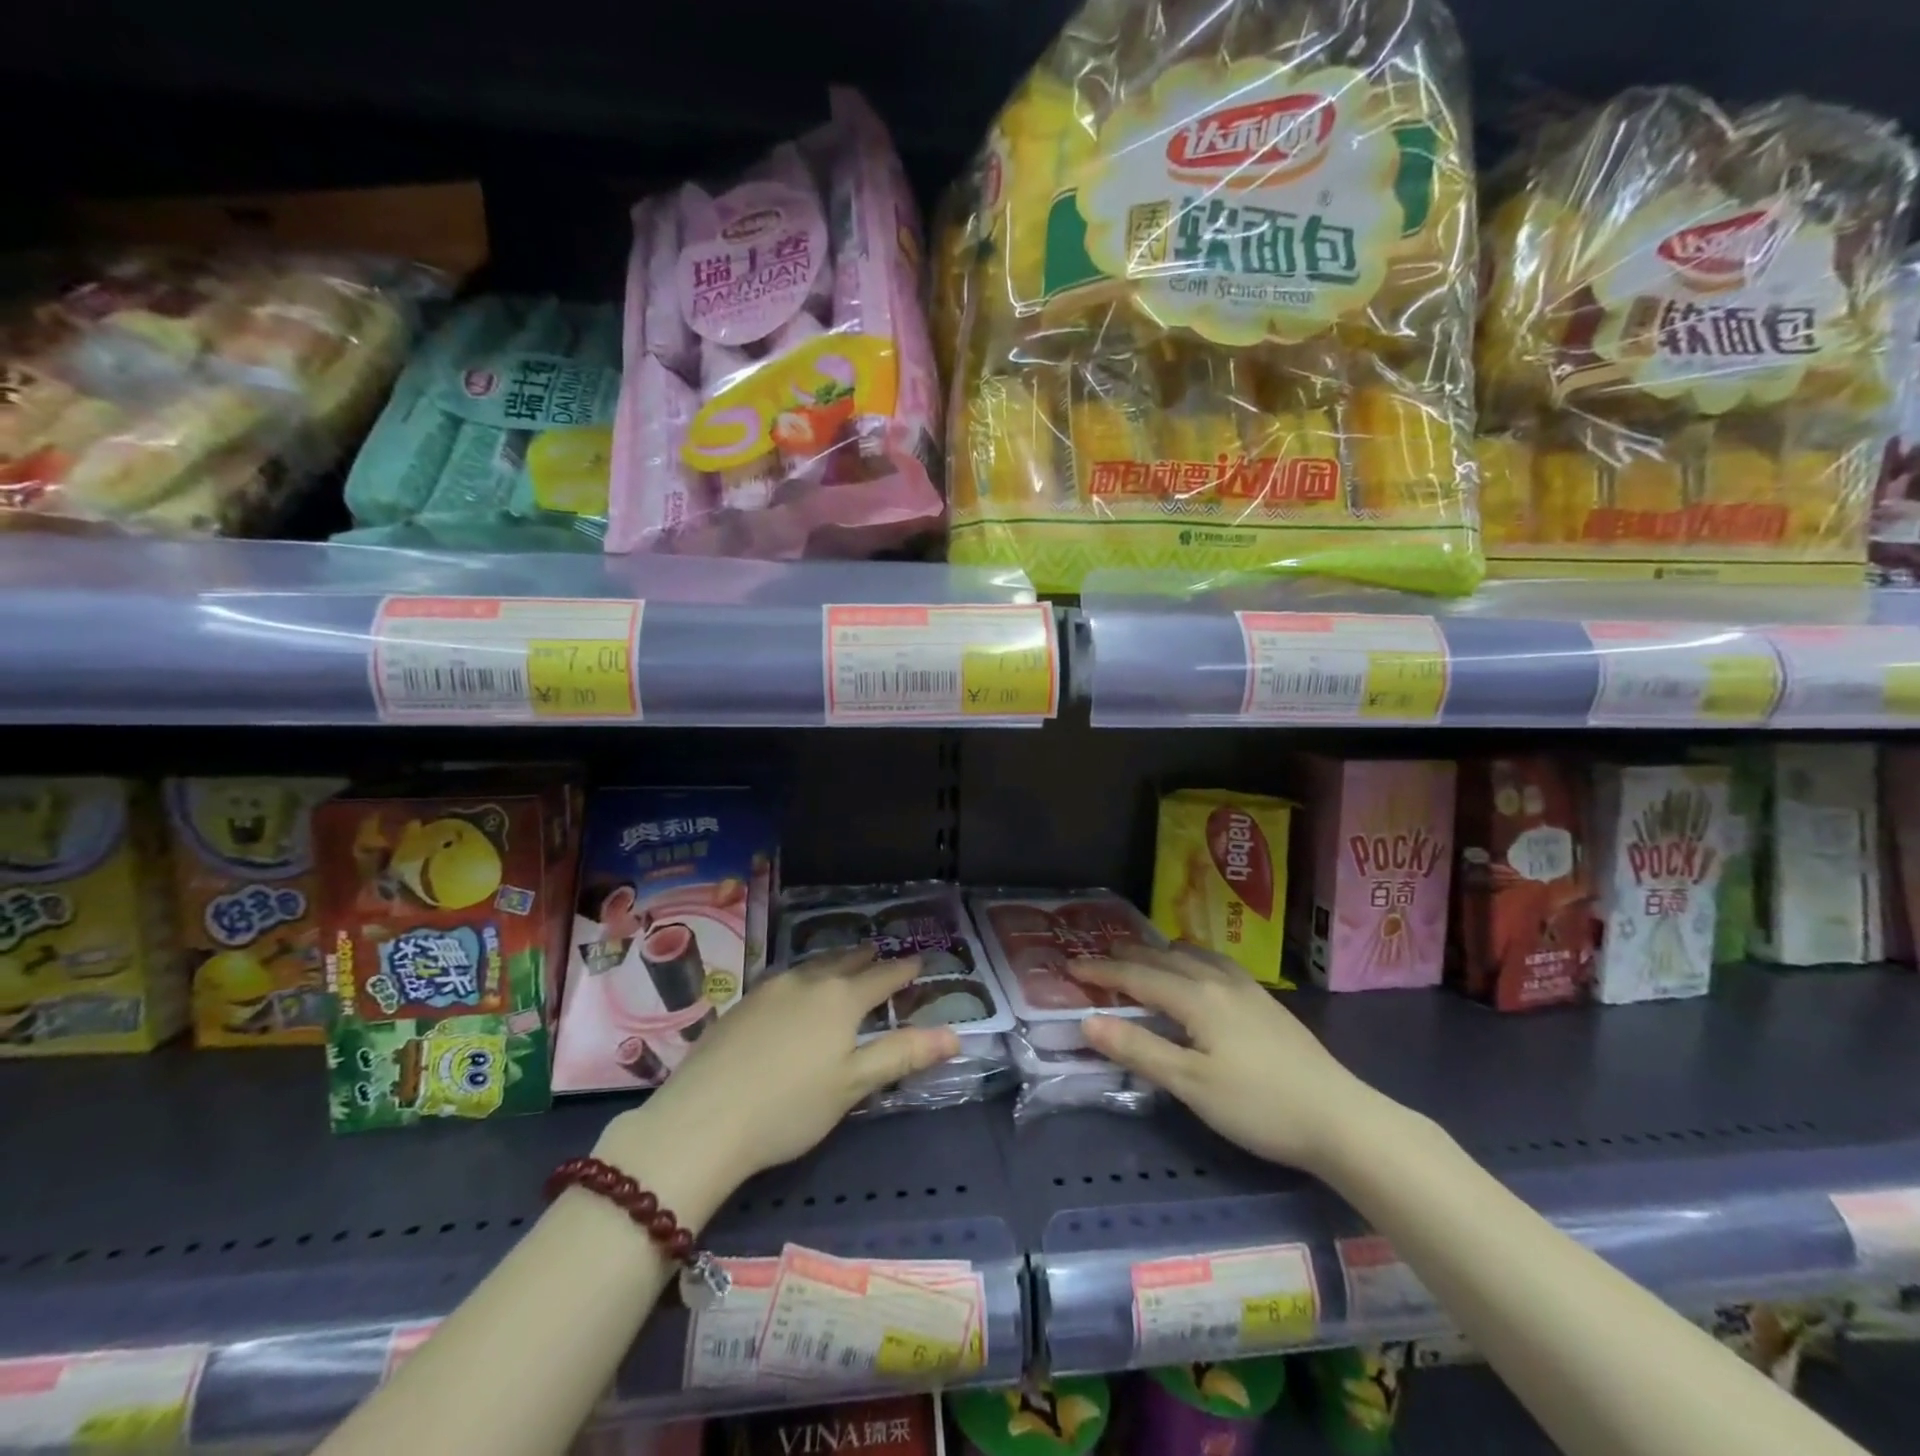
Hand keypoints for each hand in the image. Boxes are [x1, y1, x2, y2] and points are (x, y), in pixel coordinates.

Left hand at [626, 947, 960, 1184]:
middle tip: (880, 953)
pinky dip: (802, 977)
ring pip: (811, 965)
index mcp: (841, 999)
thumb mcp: (854, 1086)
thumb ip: (903, 1054)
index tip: (919, 961)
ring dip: (833, 961)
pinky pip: (783, 978)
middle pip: (845, 962)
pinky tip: (794, 989)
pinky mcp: (741, 1004)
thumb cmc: (790, 1108)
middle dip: (866, 958)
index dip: (904, 970)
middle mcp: (807, 982)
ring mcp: (769, 990)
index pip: (883, 977)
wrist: (703, 1120)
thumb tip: (955, 1034)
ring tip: (842, 961)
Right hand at [1071, 945, 1385, 1175]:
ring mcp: (1247, 988)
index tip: (1070, 966)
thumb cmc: (1259, 1105)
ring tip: (1143, 959)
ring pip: (1193, 955)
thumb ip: (1139, 1049)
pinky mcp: (1266, 1002)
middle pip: (1163, 957)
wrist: (1341, 1118)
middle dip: (1128, 956)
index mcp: (1196, 997)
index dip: (1101, 971)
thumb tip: (1088, 1021)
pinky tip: (1199, 973)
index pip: (1137, 976)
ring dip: (1160, 954)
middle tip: (1099, 958)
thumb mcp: (1191, 1085)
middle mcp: (1219, 980)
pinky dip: (1191, 959)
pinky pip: (1216, 963)